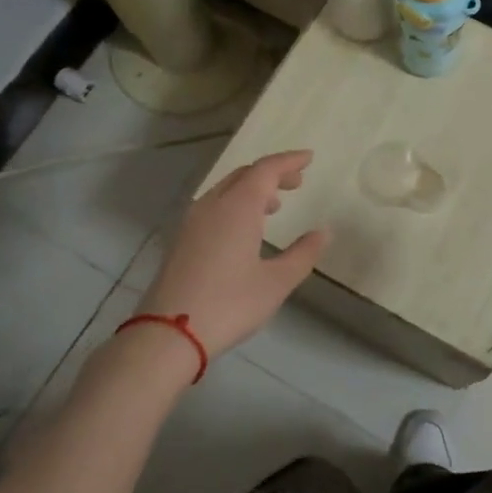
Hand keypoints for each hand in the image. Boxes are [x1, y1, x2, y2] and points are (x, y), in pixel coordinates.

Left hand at [139, 150, 330, 361]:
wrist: (168, 334)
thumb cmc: (230, 304)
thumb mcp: (276, 282)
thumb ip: (303, 254)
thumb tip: (323, 232)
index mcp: (237, 207)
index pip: (266, 170)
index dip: (289, 161)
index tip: (309, 158)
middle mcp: (212, 206)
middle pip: (243, 175)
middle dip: (271, 173)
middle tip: (297, 182)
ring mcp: (191, 222)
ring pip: (225, 190)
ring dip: (251, 189)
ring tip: (274, 205)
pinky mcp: (181, 240)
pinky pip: (213, 207)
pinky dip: (234, 204)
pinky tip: (244, 229)